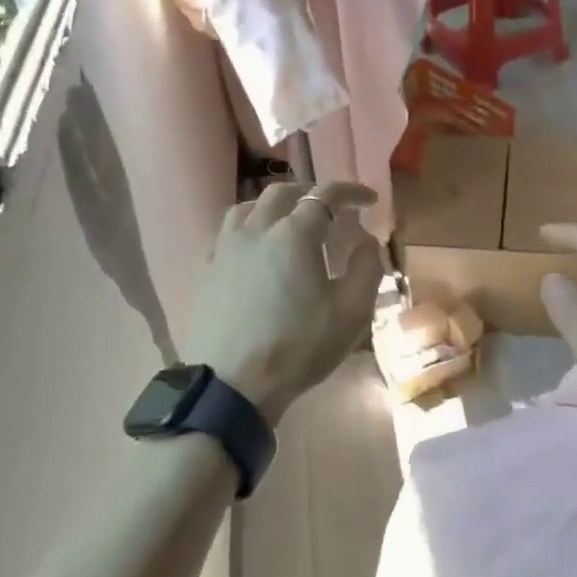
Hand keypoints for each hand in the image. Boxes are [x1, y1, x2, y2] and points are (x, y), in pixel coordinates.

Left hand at [183, 181, 384, 424]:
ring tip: (289, 220)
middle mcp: (256, 230)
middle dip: (310, 193)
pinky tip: (255, 249)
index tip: (369, 200)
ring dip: (274, 205)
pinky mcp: (207, 270)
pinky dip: (249, 227)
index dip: (350, 192)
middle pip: (282, 193)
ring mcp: (226, 248)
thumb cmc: (298, 347)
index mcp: (294, 234)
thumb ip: (366, 268)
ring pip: (248, 207)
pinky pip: (228, 232)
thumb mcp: (351, 312)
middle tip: (330, 208)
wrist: (232, 384)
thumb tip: (366, 240)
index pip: (325, 196)